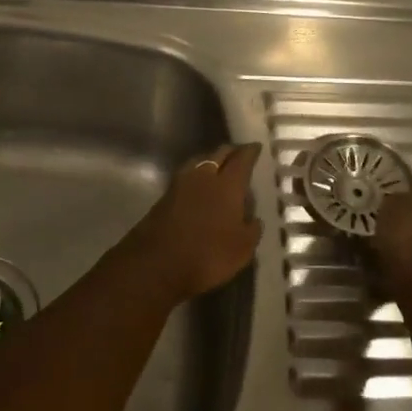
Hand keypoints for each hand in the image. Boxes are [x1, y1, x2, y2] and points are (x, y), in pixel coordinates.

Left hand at [107, 143, 262, 304]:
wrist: (155, 264)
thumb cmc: (207, 255)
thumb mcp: (242, 249)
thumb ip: (252, 230)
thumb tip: (254, 219)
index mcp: (227, 184)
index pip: (242, 159)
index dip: (251, 151)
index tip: (256, 147)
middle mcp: (204, 176)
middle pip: (219, 154)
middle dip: (231, 151)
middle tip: (240, 154)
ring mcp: (180, 184)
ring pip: (200, 162)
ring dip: (211, 161)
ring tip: (219, 167)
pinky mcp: (164, 196)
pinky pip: (187, 177)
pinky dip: (197, 176)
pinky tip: (200, 187)